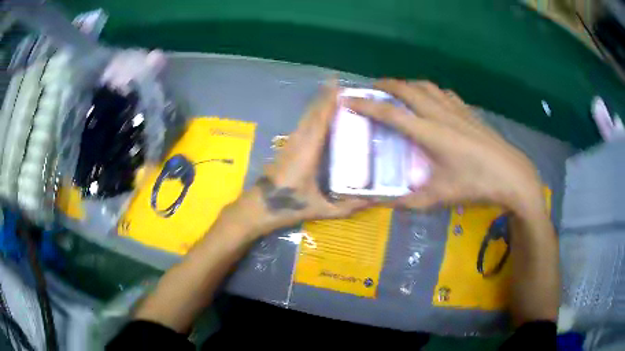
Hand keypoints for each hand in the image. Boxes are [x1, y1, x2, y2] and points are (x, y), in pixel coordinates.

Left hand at [227, 84, 370, 235]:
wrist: (259, 207)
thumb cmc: (289, 205)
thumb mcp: (322, 209)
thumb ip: (348, 206)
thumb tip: (374, 200)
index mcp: (308, 151)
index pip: (320, 119)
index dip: (330, 101)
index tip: (342, 86)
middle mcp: (299, 140)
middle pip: (313, 112)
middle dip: (327, 96)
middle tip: (344, 84)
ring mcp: (292, 141)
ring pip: (307, 116)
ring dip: (321, 103)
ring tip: (337, 95)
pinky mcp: (288, 145)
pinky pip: (304, 123)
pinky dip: (315, 113)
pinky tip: (323, 114)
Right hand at [346, 79, 543, 212]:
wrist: (511, 175)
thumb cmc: (475, 185)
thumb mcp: (439, 198)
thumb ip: (408, 201)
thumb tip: (382, 203)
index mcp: (430, 133)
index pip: (391, 114)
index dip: (367, 106)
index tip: (349, 100)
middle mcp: (440, 114)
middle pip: (408, 89)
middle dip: (386, 85)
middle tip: (372, 88)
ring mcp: (457, 109)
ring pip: (427, 86)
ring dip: (409, 84)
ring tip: (399, 91)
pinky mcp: (469, 111)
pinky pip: (444, 93)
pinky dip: (431, 91)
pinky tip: (432, 100)